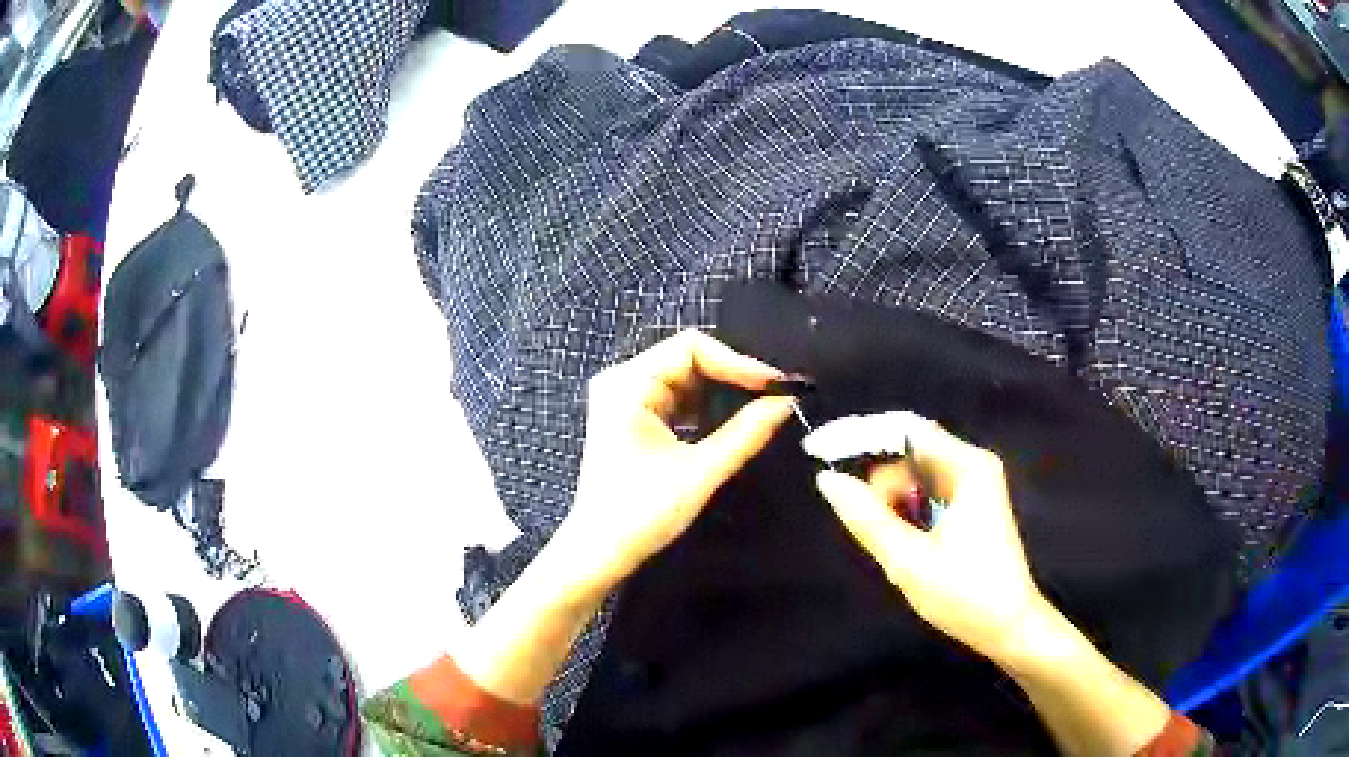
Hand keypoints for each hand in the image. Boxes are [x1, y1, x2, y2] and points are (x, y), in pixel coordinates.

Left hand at [560, 330, 795, 590]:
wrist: (599, 552)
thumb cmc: (642, 513)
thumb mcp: (700, 472)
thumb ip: (745, 433)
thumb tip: (786, 402)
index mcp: (628, 384)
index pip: (691, 348)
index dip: (737, 362)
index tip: (776, 385)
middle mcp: (622, 381)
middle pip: (688, 359)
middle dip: (732, 377)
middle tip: (774, 398)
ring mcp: (625, 399)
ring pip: (685, 379)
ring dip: (721, 394)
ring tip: (760, 410)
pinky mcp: (632, 419)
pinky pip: (676, 399)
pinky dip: (705, 409)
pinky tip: (732, 423)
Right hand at [803, 412, 1047, 662]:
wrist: (1009, 627)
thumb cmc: (965, 594)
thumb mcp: (909, 561)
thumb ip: (867, 517)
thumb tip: (827, 479)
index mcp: (966, 467)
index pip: (905, 429)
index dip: (860, 435)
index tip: (817, 450)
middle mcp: (971, 464)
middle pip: (908, 452)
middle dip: (881, 485)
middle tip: (874, 530)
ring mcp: (972, 484)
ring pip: (913, 475)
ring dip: (892, 503)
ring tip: (897, 546)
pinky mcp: (969, 504)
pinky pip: (925, 492)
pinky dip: (906, 512)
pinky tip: (908, 543)